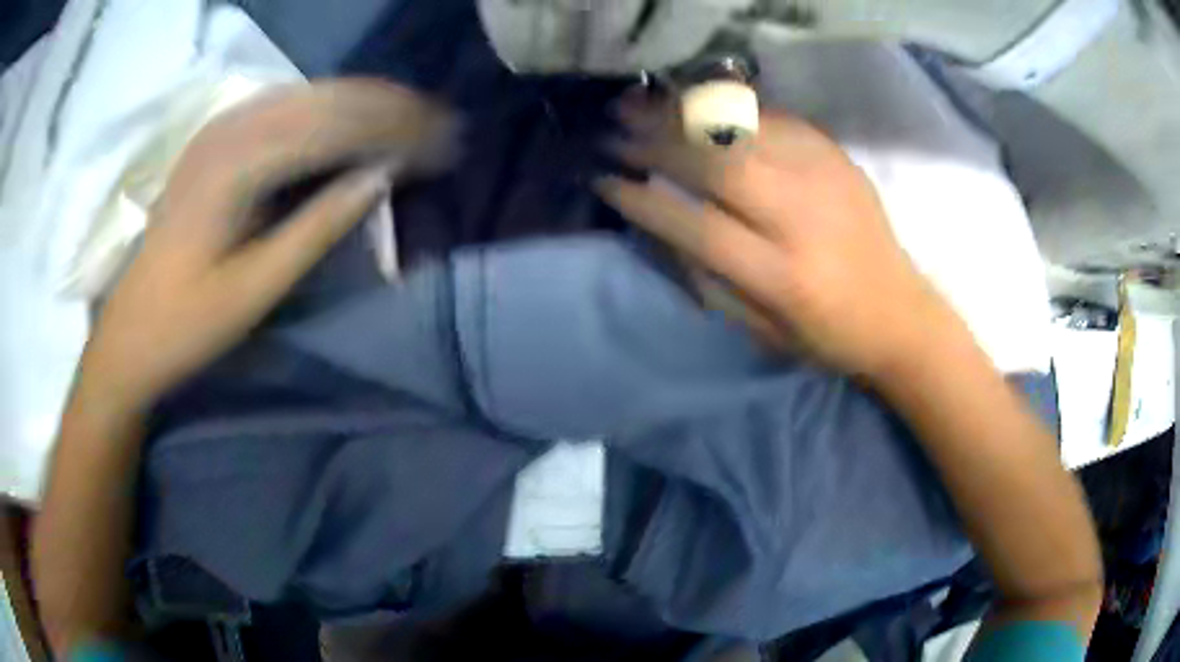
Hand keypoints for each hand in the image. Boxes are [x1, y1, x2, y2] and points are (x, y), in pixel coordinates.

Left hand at [77, 78, 455, 409]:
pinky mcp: (215, 139)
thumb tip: (380, 178)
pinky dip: (327, 108)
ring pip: (308, 94)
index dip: (395, 128)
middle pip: (326, 97)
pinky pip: (284, 105)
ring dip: (362, 102)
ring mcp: (220, 128)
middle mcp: (230, 128)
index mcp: (238, 165)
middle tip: (441, 124)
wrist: (129, 333)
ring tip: (410, 116)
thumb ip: (318, 227)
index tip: (445, 140)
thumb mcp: (256, 289)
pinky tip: (350, 119)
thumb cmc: (188, 324)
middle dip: (389, 106)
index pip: (335, 125)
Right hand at [595, 97, 964, 379]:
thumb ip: (710, 278)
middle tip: (615, 130)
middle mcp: (803, 216)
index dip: (643, 199)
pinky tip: (700, 109)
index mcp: (782, 275)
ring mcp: (824, 176)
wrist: (900, 313)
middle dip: (656, 142)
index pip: (697, 225)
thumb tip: (663, 222)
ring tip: (644, 105)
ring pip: (742, 129)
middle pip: (717, 163)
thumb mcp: (763, 331)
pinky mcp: (836, 155)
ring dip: (684, 114)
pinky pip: (772, 118)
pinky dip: (727, 111)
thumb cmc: (828, 335)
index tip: (605, 181)